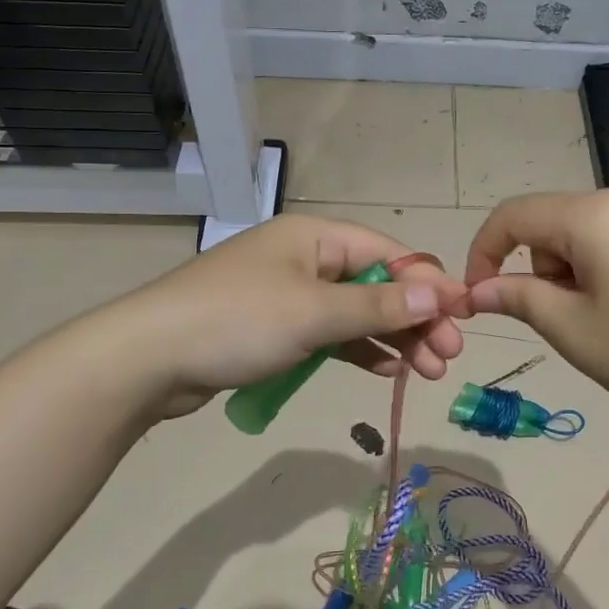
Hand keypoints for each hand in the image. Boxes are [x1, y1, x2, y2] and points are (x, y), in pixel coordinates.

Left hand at [112, 214, 468, 417]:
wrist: (147, 359)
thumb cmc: (237, 321)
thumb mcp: (314, 313)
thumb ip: (377, 307)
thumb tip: (437, 294)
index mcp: (314, 237)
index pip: (386, 253)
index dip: (426, 284)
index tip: (461, 317)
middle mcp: (304, 258)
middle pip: (374, 284)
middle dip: (413, 318)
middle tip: (447, 356)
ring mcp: (287, 294)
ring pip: (354, 313)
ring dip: (391, 339)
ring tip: (426, 371)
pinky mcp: (273, 328)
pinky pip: (328, 334)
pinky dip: (356, 350)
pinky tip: (384, 370)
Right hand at [464, 184, 608, 421]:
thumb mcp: (574, 331)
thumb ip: (519, 299)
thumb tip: (479, 289)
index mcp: (594, 214)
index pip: (513, 215)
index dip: (484, 252)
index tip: (479, 296)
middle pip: (553, 221)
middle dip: (540, 266)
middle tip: (565, 319)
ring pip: (588, 229)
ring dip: (574, 267)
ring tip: (607, 318)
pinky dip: (608, 264)